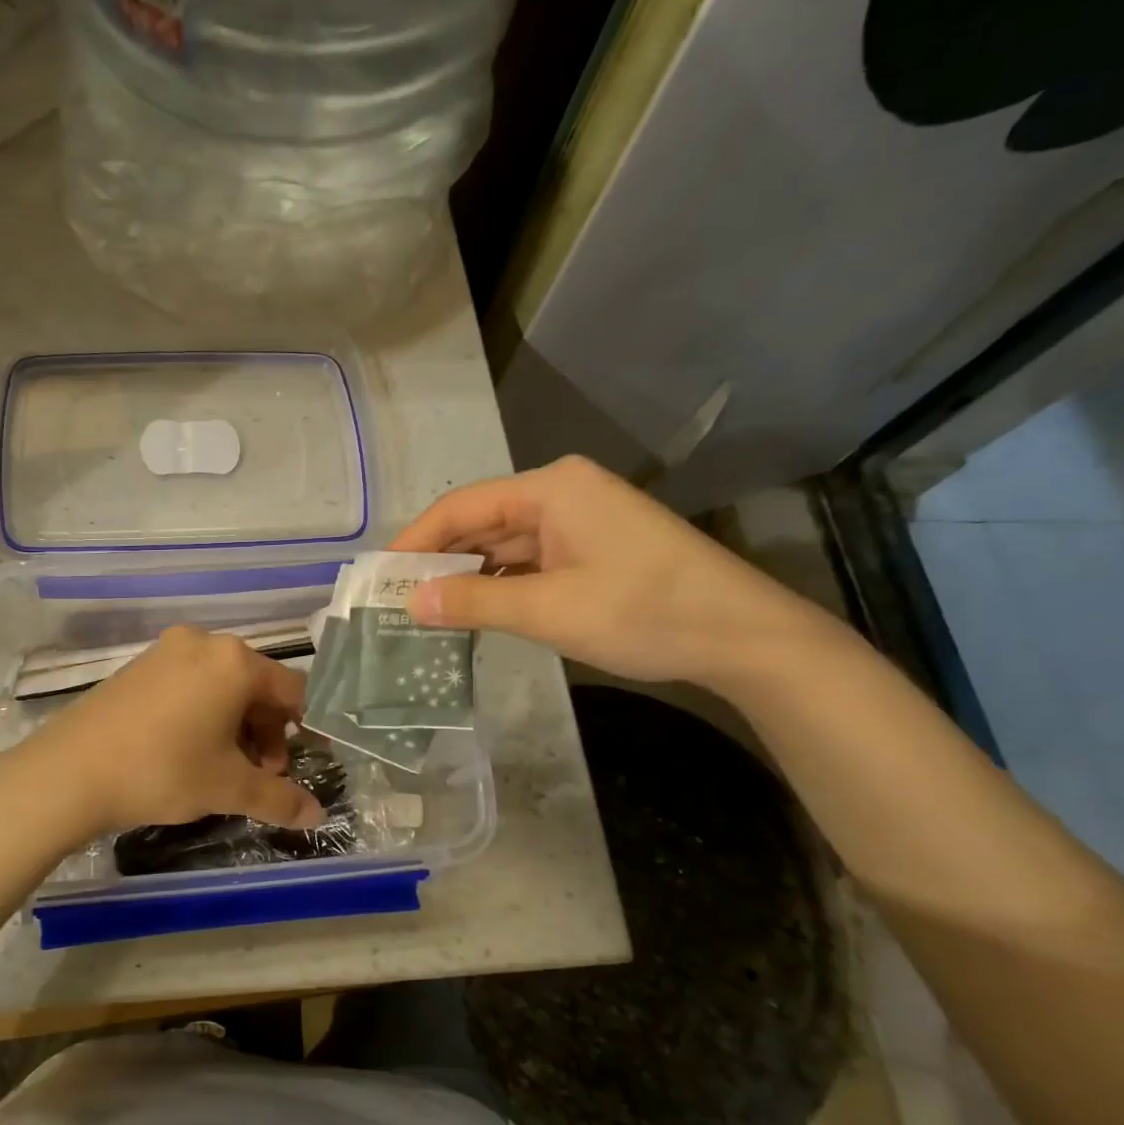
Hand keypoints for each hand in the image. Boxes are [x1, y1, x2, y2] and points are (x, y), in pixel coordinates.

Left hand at [5, 626, 327, 837]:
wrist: (69, 771)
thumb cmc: (163, 771)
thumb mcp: (228, 788)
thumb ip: (279, 800)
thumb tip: (317, 816)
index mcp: (235, 662)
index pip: (291, 690)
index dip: (301, 729)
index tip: (292, 766)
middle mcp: (204, 643)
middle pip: (255, 685)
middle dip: (265, 732)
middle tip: (258, 774)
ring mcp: (166, 651)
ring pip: (220, 685)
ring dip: (235, 725)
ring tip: (223, 767)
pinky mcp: (138, 666)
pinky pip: (188, 683)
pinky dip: (202, 712)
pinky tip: (188, 749)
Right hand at [391, 455, 833, 689]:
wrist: (743, 636)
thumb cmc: (644, 611)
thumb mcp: (549, 610)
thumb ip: (474, 602)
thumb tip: (410, 603)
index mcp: (550, 488)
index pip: (461, 506)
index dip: (416, 541)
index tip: (380, 576)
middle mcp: (561, 493)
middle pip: (481, 522)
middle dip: (440, 560)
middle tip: (397, 599)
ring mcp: (580, 521)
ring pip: (505, 544)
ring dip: (469, 576)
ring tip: (426, 611)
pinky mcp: (593, 548)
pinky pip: (530, 560)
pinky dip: (501, 584)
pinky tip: (475, 610)